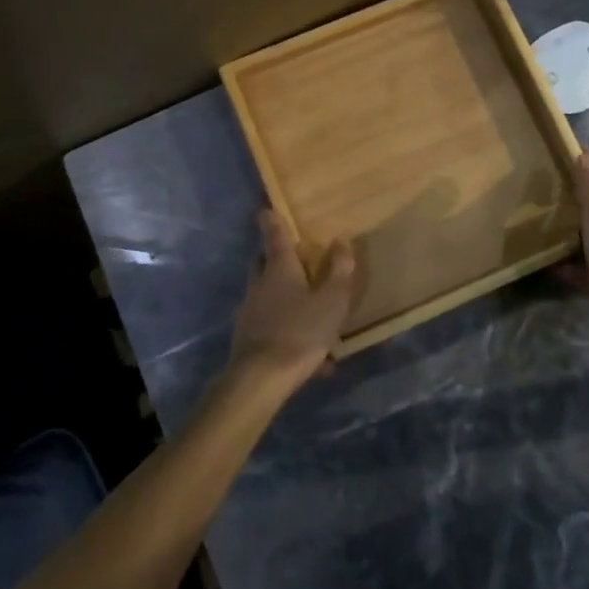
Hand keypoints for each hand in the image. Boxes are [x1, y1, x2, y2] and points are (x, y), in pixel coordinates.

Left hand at [228, 211, 356, 388]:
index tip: (264, 209)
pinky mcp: (248, 337)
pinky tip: (313, 361)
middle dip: (276, 258)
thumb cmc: (300, 330)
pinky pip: (271, 326)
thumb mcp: (332, 300)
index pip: (274, 234)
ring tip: (314, 320)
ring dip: (286, 299)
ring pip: (267, 295)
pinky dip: (288, 332)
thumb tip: (340, 241)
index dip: (271, 220)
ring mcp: (250, 311)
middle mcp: (260, 284)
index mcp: (280, 268)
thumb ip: (339, 271)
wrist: (261, 378)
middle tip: (295, 261)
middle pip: (264, 262)